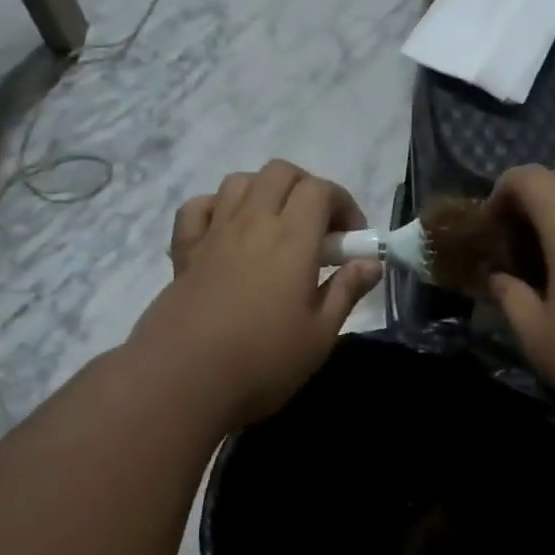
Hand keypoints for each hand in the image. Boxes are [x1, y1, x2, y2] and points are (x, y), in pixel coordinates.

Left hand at [131, 161, 381, 428]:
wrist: (183, 382)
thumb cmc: (263, 363)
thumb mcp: (320, 335)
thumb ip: (346, 291)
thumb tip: (371, 262)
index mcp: (292, 240)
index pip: (320, 190)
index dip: (343, 204)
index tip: (351, 241)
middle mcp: (252, 223)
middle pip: (280, 173)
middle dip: (306, 188)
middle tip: (318, 230)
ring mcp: (213, 234)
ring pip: (240, 182)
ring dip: (265, 193)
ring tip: (276, 229)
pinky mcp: (184, 252)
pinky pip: (198, 208)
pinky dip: (217, 208)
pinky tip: (228, 234)